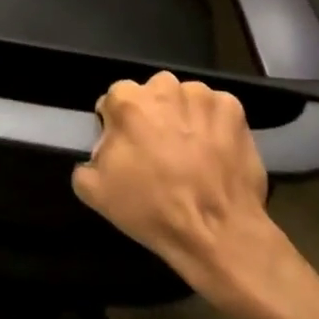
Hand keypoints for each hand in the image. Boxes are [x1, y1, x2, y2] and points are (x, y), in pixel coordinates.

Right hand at [72, 71, 276, 295]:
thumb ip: (85, 160)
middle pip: (151, 95)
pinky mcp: (233, 109)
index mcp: (125, 99)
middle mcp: (163, 86)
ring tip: (191, 156)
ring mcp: (201, 95)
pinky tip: (216, 154)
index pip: (114, 101)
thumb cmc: (151, 208)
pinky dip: (215, 126)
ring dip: (184, 118)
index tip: (128, 151)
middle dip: (153, 117)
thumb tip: (100, 152)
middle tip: (159, 153)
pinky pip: (216, 111)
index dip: (119, 127)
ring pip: (185, 100)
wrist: (217, 232)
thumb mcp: (94, 192)